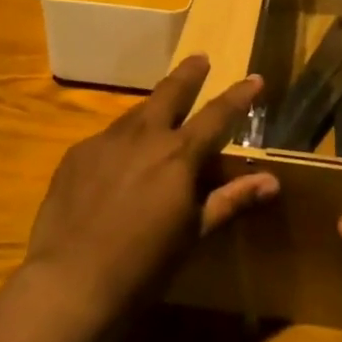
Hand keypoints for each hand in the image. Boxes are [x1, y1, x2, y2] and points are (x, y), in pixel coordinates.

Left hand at [25, 56, 272, 321]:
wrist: (70, 282)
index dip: (239, 96)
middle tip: (200, 59)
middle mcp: (143, 136)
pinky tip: (118, 163)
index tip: (255, 78)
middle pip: (170, 92)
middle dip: (189, 74)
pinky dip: (122, 142)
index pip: (218, 115)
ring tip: (161, 112)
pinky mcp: (76, 155)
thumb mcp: (193, 233)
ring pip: (136, 113)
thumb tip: (272, 181)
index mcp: (178, 154)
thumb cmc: (144, 265)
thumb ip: (230, 200)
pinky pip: (107, 139)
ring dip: (154, 109)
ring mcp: (105, 141)